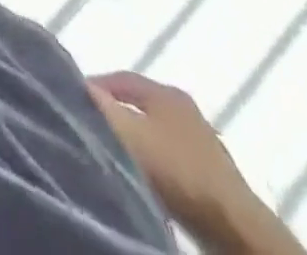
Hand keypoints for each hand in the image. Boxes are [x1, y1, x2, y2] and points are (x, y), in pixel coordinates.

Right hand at [88, 71, 276, 249]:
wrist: (235, 229)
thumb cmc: (178, 170)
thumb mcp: (129, 133)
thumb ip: (100, 106)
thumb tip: (78, 85)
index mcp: (166, 91)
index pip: (120, 77)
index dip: (93, 85)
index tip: (72, 99)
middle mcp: (185, 109)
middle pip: (138, 104)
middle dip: (113, 112)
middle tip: (88, 124)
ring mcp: (201, 143)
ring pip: (153, 131)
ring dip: (133, 139)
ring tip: (110, 152)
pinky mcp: (210, 175)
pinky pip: (168, 156)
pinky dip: (151, 161)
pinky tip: (141, 176)